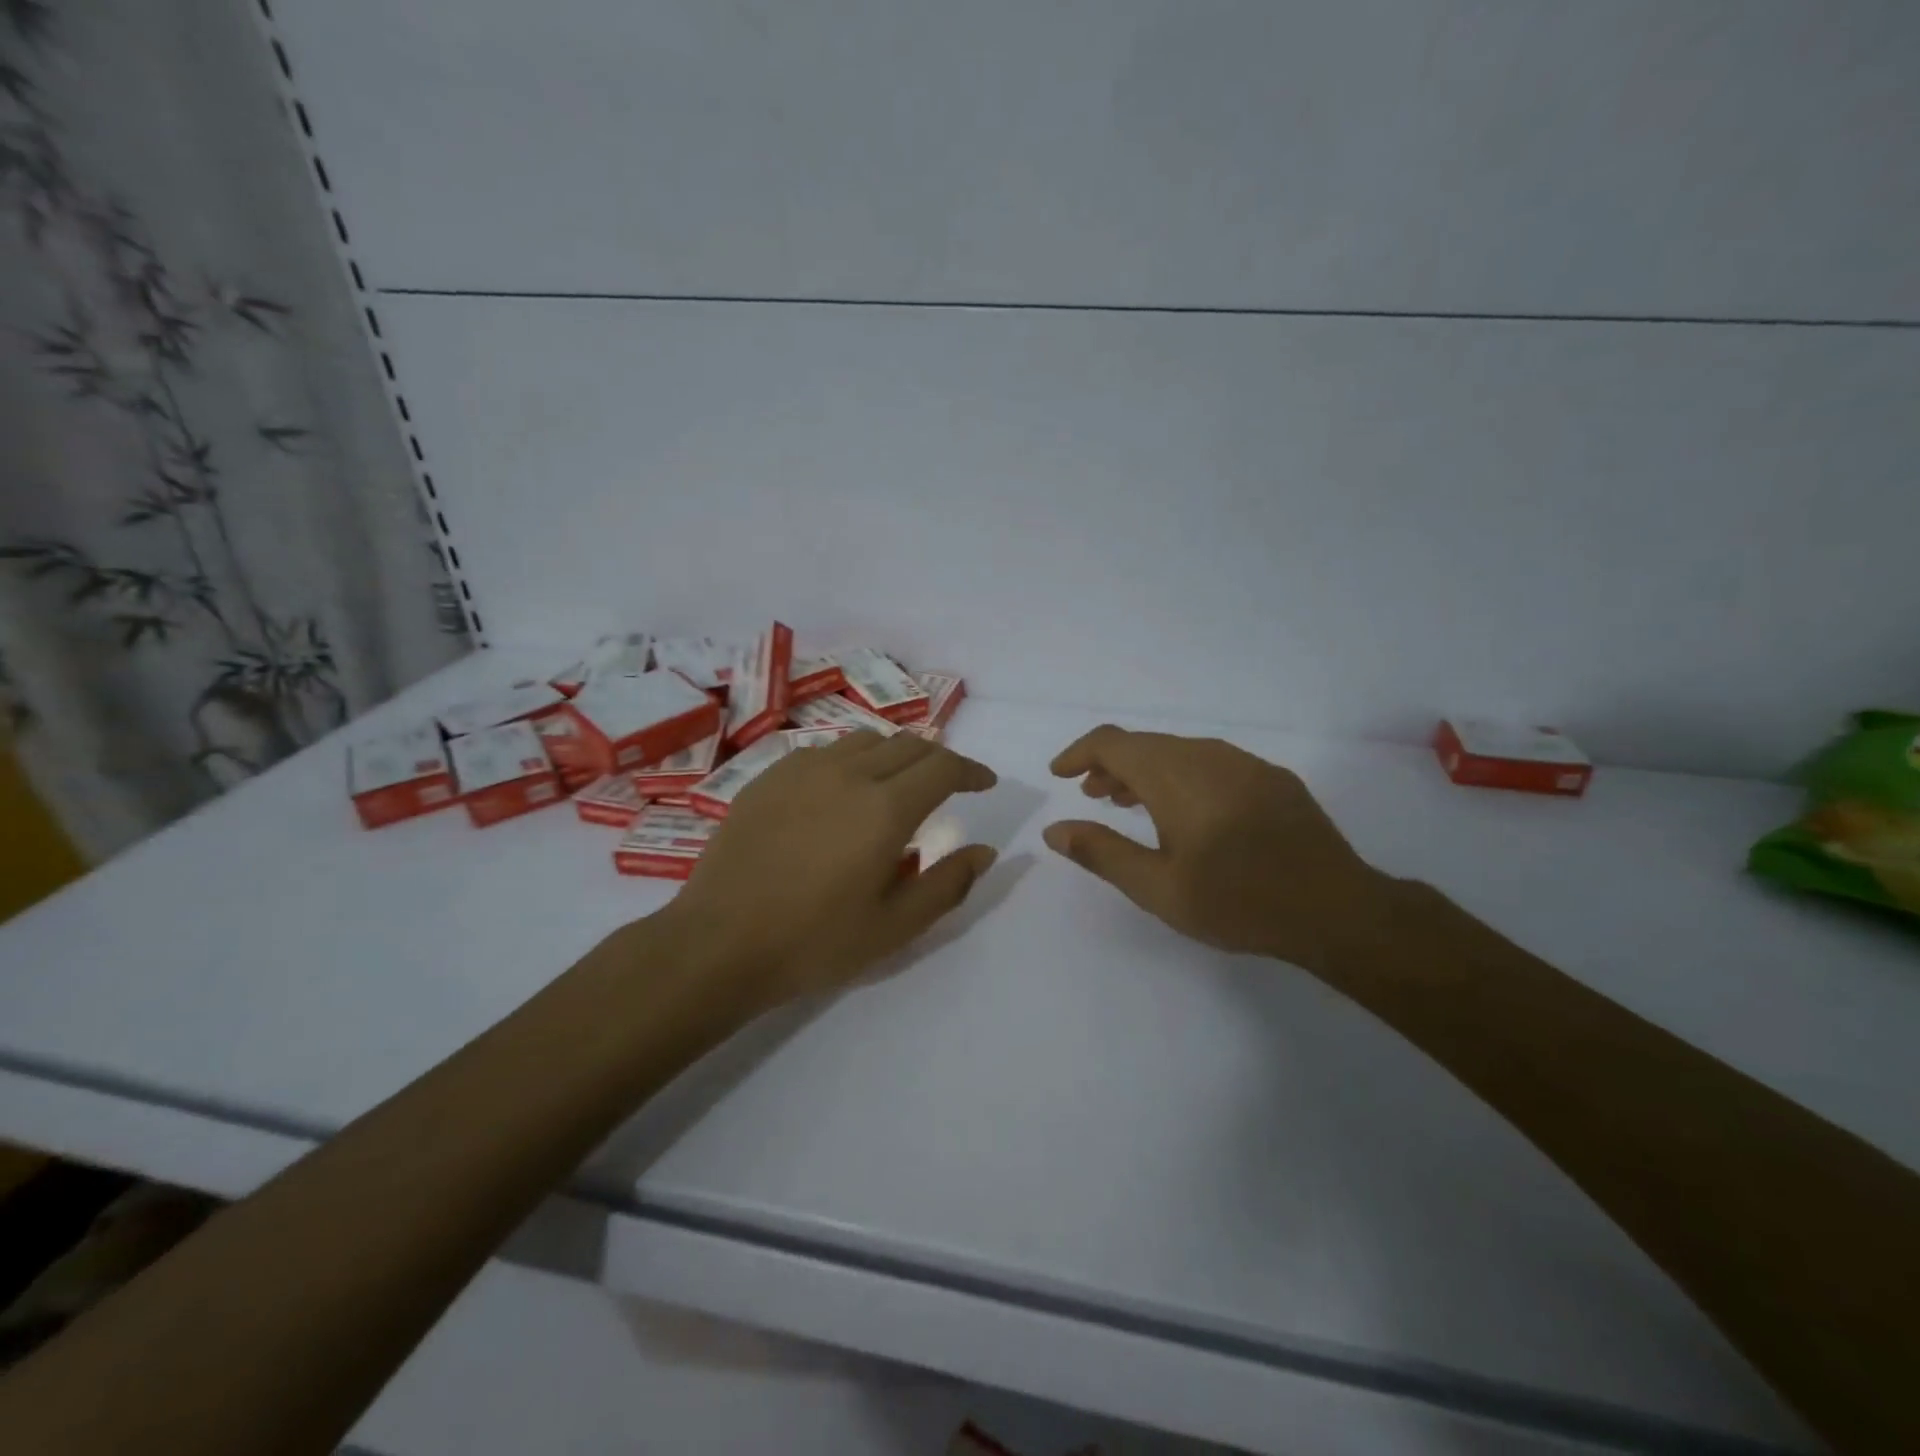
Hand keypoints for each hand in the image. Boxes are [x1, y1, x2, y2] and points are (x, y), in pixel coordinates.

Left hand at [664, 731, 998, 1006]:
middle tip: (948, 786)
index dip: (972, 770)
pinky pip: (824, 751)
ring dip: (894, 755)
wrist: (719, 943)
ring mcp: (803, 769)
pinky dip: (850, 761)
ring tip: (896, 784)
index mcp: (886, 808)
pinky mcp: (768, 776)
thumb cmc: (815, 942)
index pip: (944, 767)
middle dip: (938, 760)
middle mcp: (849, 773)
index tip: (985, 783)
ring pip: (865, 741)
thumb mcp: (895, 927)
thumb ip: (948, 884)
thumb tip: (984, 851)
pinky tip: (841, 791)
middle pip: (909, 744)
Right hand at [1043, 725, 1393, 974]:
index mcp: (1175, 776)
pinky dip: (1180, 776)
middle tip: (1090, 796)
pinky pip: (1210, 762)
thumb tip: (1054, 830)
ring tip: (1127, 803)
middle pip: (1145, 744)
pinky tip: (1186, 811)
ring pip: (1178, 751)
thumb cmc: (1238, 902)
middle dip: (1110, 765)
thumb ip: (1102, 853)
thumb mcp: (1159, 888)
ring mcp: (1245, 763)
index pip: (1112, 742)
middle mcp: (1208, 755)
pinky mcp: (1272, 778)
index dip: (1079, 752)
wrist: (1337, 910)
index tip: (1059, 774)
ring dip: (1145, 771)